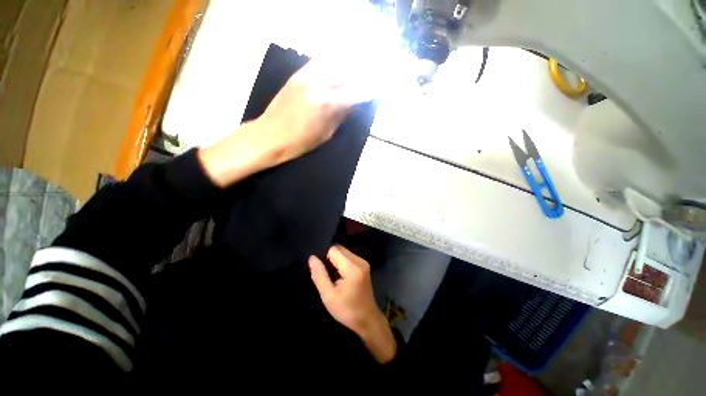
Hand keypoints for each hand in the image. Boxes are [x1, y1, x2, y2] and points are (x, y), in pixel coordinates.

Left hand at [255, 61, 362, 165]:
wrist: (269, 136)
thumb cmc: (299, 143)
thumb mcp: (325, 134)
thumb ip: (340, 116)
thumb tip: (352, 104)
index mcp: (325, 104)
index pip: (354, 92)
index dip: (368, 90)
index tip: (377, 90)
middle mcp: (317, 84)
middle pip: (345, 70)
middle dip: (361, 73)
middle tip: (369, 77)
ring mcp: (305, 76)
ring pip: (332, 61)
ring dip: (347, 65)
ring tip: (356, 71)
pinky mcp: (296, 75)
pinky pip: (319, 63)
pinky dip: (331, 64)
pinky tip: (337, 70)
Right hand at [309, 245, 396, 362]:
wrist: (367, 319)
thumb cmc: (347, 310)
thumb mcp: (328, 296)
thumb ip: (319, 275)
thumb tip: (312, 258)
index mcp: (352, 267)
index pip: (334, 250)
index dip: (325, 259)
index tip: (324, 272)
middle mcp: (360, 260)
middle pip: (339, 248)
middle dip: (330, 259)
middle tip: (329, 276)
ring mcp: (363, 262)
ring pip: (344, 251)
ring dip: (336, 261)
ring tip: (334, 277)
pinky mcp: (364, 264)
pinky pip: (348, 256)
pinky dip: (342, 262)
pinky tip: (341, 276)